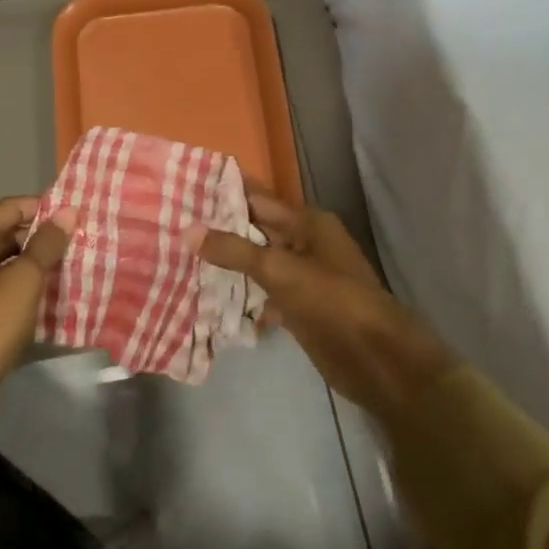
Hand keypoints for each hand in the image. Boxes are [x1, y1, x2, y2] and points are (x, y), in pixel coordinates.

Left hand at [0, 197, 77, 455]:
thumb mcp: (24, 279)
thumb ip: (47, 244)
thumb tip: (68, 211)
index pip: (11, 207)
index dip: (44, 207)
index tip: (77, 215)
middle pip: (9, 234)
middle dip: (44, 238)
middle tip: (82, 242)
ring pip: (9, 264)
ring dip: (39, 265)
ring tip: (77, 267)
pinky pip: (6, 290)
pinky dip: (29, 289)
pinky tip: (57, 297)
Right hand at [188, 193, 455, 420]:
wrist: (376, 358)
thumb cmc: (333, 301)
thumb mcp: (280, 271)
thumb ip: (234, 250)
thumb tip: (188, 230)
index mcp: (308, 223)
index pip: (257, 200)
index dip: (224, 195)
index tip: (184, 190)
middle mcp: (305, 244)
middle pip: (256, 231)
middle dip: (219, 231)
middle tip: (172, 226)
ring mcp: (302, 278)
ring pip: (257, 264)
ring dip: (228, 265)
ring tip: (180, 260)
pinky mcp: (299, 308)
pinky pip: (263, 294)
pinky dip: (242, 297)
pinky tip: (209, 301)